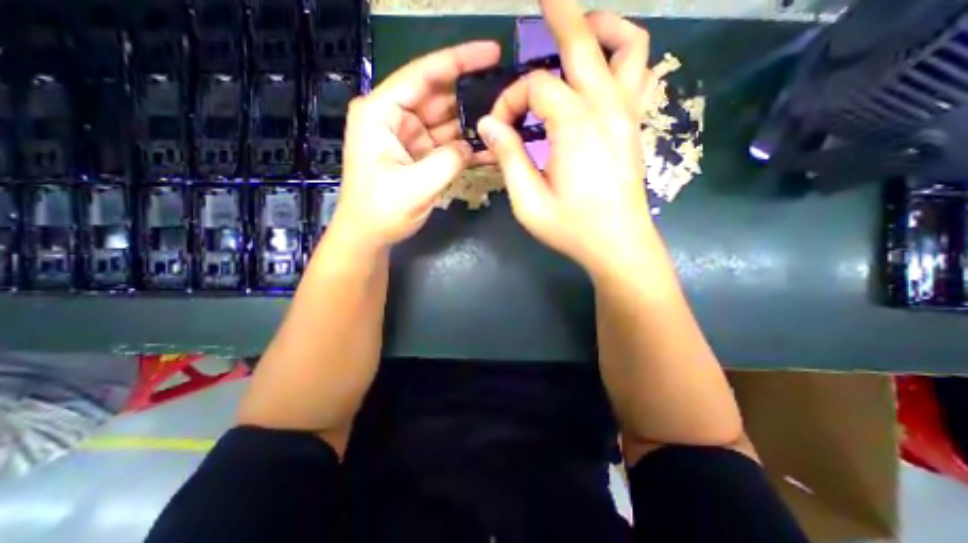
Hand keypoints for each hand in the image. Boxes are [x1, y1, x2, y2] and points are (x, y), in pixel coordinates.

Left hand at [330, 41, 502, 250]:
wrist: (369, 235)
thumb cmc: (381, 211)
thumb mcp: (415, 186)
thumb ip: (448, 161)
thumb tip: (472, 146)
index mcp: (381, 113)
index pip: (422, 75)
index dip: (458, 61)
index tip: (491, 53)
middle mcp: (394, 118)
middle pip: (438, 97)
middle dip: (471, 98)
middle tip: (506, 98)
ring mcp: (408, 137)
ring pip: (446, 122)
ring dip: (472, 126)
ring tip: (504, 125)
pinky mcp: (419, 155)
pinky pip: (446, 144)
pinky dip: (465, 148)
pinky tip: (488, 149)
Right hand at [479, 0, 652, 274]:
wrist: (618, 245)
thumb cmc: (572, 228)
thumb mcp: (528, 202)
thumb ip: (509, 158)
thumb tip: (489, 125)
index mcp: (574, 126)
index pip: (535, 88)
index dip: (510, 101)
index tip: (500, 128)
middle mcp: (605, 108)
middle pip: (584, 42)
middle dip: (559, 13)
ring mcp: (628, 114)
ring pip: (628, 46)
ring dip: (602, 28)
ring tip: (580, 28)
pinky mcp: (636, 127)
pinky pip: (640, 75)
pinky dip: (624, 57)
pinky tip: (606, 67)